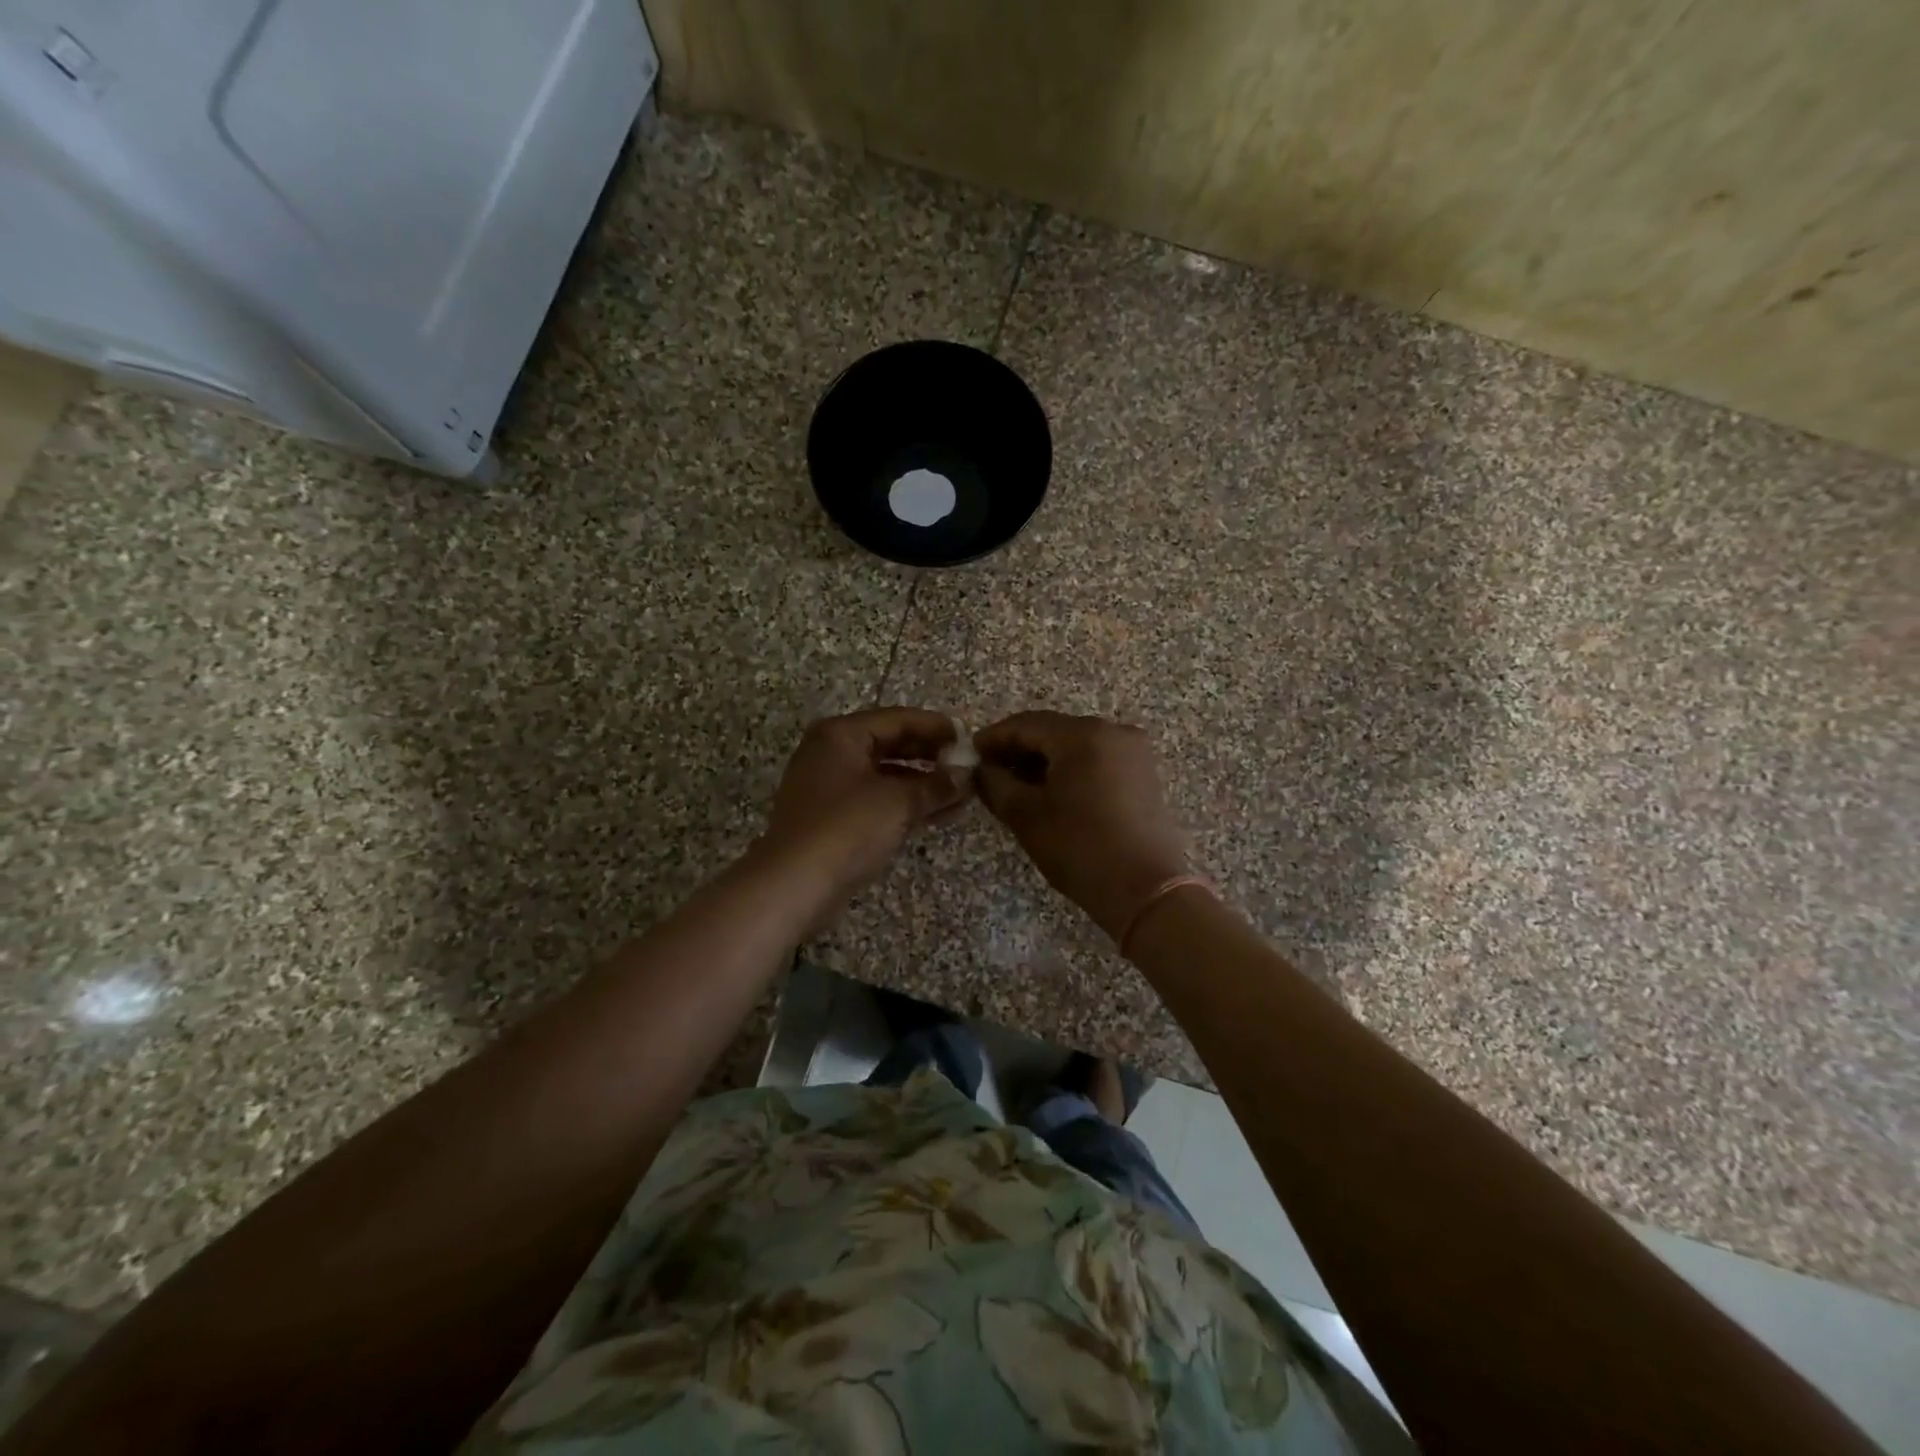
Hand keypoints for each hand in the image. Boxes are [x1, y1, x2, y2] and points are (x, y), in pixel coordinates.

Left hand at [763, 708, 971, 897]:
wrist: (794, 885)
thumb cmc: (847, 828)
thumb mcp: (898, 802)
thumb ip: (936, 785)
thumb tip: (966, 776)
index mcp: (841, 734)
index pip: (898, 719)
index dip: (936, 727)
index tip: (968, 739)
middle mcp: (832, 752)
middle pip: (891, 744)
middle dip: (931, 757)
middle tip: (967, 767)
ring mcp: (829, 786)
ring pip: (886, 776)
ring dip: (923, 784)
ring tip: (962, 795)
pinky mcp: (832, 817)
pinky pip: (877, 799)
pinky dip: (905, 804)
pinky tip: (939, 814)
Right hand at [975, 712, 1190, 942]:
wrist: (1145, 890)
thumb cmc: (1079, 848)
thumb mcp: (1026, 816)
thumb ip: (996, 784)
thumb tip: (982, 770)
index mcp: (1083, 734)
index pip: (1027, 724)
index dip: (994, 737)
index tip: (971, 753)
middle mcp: (1113, 731)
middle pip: (1054, 731)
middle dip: (1020, 749)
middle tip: (989, 770)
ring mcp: (1134, 752)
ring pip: (1076, 746)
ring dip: (1045, 760)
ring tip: (1016, 784)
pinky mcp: (1144, 774)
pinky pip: (1098, 760)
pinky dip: (1071, 769)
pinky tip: (1052, 791)